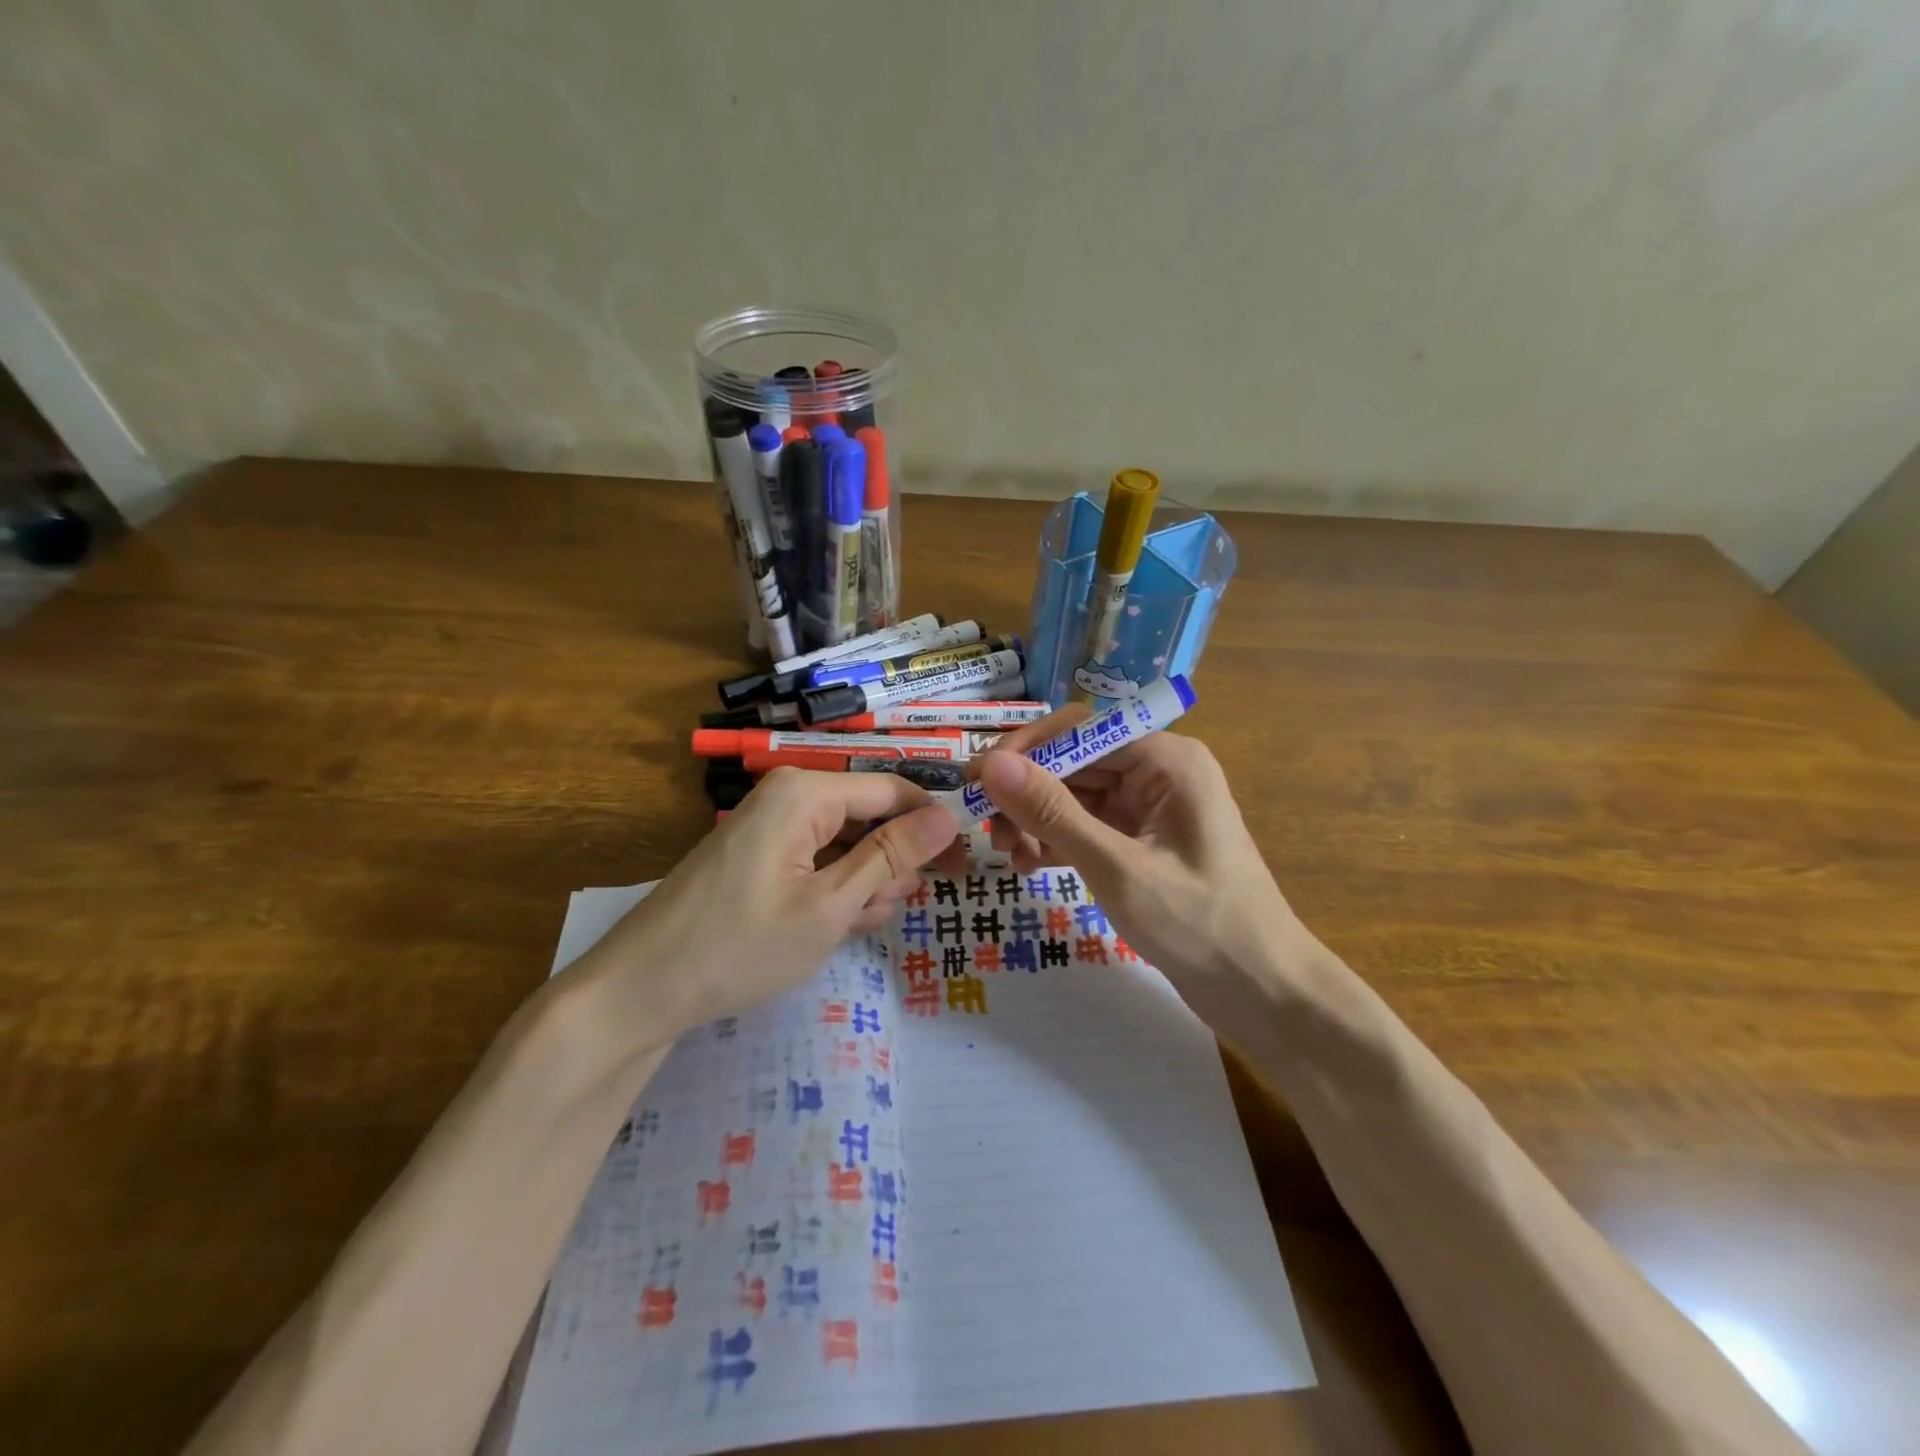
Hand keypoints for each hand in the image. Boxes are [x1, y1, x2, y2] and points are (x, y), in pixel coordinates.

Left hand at [577, 768, 961, 1039]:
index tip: (962, 869)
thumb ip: (890, 856)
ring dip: (865, 881)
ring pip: (845, 841)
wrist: (641, 989)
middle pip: (869, 815)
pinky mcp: (760, 855)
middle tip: (883, 910)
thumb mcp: (830, 906)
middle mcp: (789, 796)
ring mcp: (771, 826)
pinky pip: (817, 858)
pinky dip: (836, 888)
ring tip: (854, 924)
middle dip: (890, 861)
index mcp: (806, 792)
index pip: (892, 790)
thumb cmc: (740, 946)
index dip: (932, 827)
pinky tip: (836, 924)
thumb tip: (948, 817)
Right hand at [977, 708, 1311, 1025]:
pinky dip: (1058, 842)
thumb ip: (1053, 812)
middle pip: (1076, 762)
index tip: (977, 781)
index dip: (1025, 750)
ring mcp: (1151, 809)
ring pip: (1077, 796)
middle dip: (1028, 793)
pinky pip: (1089, 827)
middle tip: (986, 829)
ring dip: (1038, 820)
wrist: (1264, 992)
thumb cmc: (1199, 924)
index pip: (1081, 730)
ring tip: (1009, 855)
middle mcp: (1158, 773)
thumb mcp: (1117, 867)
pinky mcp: (1144, 843)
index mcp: (1166, 759)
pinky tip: (1031, 866)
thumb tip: (991, 764)